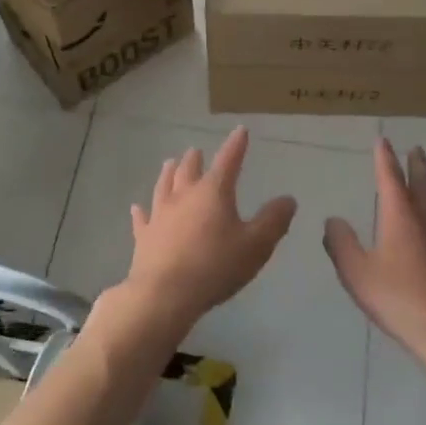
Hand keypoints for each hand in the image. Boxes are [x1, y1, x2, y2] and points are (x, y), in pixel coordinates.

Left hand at [123, 127, 296, 338]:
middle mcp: (184, 195)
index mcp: (213, 192)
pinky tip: (137, 207)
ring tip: (170, 163)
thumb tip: (288, 199)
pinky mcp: (144, 236)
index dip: (236, 145)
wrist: (165, 294)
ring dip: (169, 173)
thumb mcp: (256, 245)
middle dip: (196, 158)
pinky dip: (141, 211)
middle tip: (196, 150)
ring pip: (164, 185)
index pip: (228, 160)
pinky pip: (142, 218)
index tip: (240, 130)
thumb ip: (274, 220)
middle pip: (189, 169)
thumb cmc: (216, 266)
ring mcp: (160, 214)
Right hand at [324, 140, 425, 360]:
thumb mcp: (356, 273)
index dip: (385, 158)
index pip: (390, 177)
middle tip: (417, 149)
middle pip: (424, 182)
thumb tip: (333, 219)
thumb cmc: (398, 300)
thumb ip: (341, 243)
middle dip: (417, 164)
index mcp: (401, 216)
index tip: (383, 140)